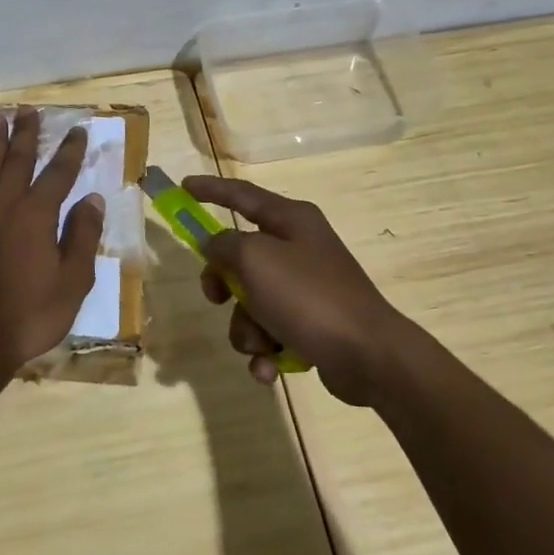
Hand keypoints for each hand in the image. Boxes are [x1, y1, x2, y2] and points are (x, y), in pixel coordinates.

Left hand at [0, 108, 104, 370]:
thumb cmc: (29, 315)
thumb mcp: (72, 283)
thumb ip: (81, 237)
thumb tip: (92, 199)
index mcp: (37, 216)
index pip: (58, 174)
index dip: (69, 151)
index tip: (77, 129)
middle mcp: (4, 206)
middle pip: (17, 160)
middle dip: (26, 134)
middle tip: (29, 110)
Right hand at [183, 175, 401, 404]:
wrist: (369, 356)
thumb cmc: (308, 296)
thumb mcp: (254, 260)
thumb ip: (224, 246)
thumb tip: (215, 246)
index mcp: (291, 220)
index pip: (242, 195)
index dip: (211, 189)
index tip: (184, 186)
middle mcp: (299, 249)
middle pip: (240, 257)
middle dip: (223, 284)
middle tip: (217, 297)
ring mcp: (307, 289)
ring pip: (251, 302)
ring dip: (246, 327)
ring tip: (261, 343)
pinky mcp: (311, 326)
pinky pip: (270, 333)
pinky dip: (265, 351)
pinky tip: (269, 368)